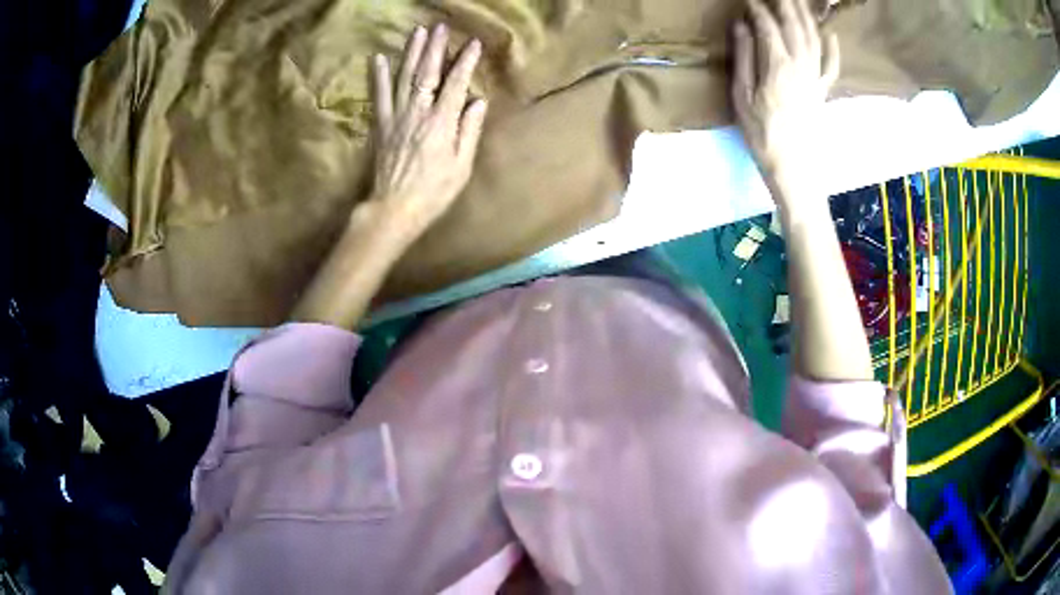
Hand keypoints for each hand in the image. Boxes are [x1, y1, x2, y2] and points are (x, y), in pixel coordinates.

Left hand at [367, 24, 487, 239]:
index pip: (456, 84)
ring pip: (404, 78)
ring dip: (411, 53)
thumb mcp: (461, 166)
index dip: (465, 62)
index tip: (472, 43)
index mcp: (441, 123)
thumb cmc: (434, 192)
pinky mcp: (381, 125)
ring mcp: (396, 117)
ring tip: (417, 32)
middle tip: (439, 27)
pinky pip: (379, 96)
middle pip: (427, 74)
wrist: (394, 209)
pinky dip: (378, 77)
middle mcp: (418, 113)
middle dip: (434, 48)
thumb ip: (469, 131)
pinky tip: (378, 59)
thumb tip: (477, 101)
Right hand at [731, 0, 838, 209]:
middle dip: (785, 4)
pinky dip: (833, 49)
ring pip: (814, 38)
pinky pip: (831, 66)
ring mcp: (815, 78)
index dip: (758, 9)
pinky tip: (831, 34)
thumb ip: (744, 58)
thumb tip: (742, 26)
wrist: (794, 169)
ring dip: (805, 16)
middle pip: (795, 26)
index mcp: (777, 65)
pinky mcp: (823, 92)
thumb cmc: (762, 134)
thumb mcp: (742, 96)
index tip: (748, 0)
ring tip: (798, 1)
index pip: (768, 26)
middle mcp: (801, 65)